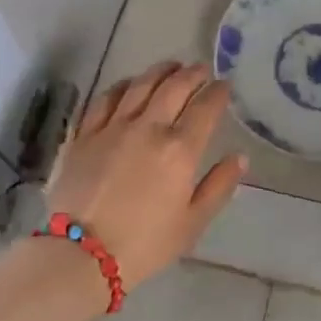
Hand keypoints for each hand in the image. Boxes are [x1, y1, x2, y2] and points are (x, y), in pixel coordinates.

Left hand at [46, 60, 247, 291]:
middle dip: (193, 73)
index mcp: (180, 149)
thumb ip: (219, 186)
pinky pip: (105, 98)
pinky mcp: (85, 134)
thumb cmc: (145, 244)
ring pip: (140, 84)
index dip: (218, 92)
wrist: (81, 254)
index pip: (206, 107)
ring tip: (171, 67)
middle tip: (201, 70)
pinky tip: (129, 85)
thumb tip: (239, 157)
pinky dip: (122, 86)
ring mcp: (113, 127)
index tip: (225, 86)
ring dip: (160, 71)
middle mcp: (148, 128)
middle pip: (174, 86)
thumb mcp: (193, 222)